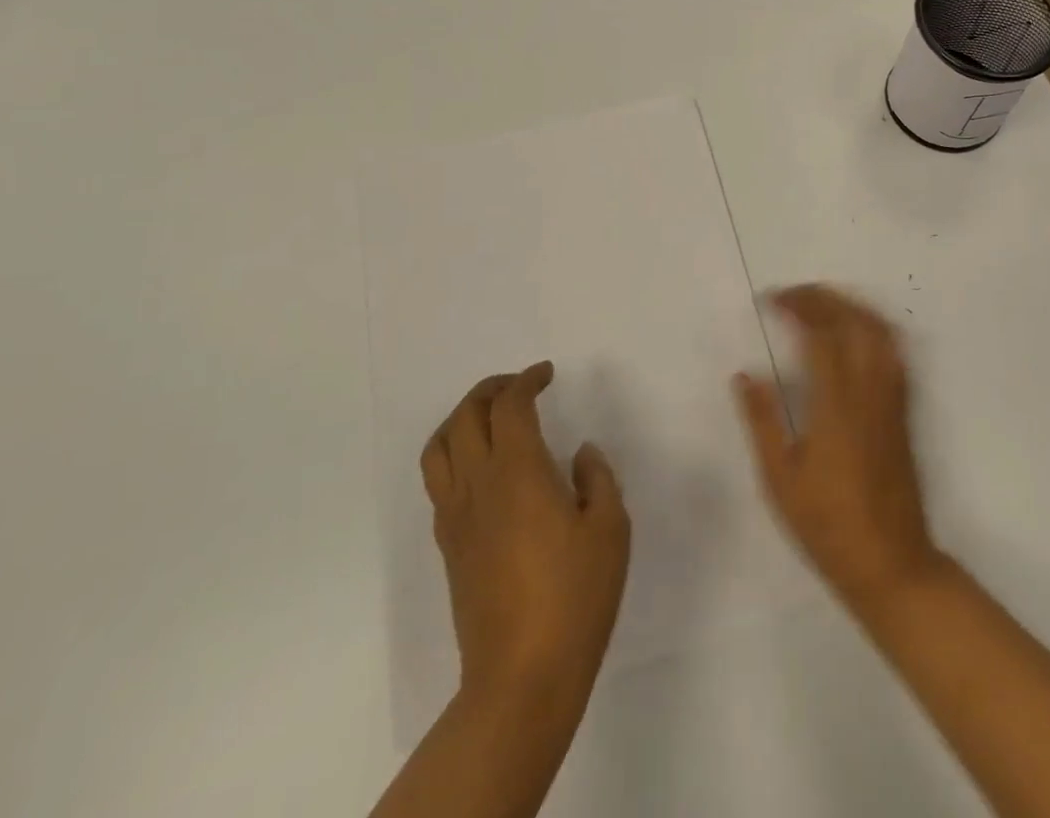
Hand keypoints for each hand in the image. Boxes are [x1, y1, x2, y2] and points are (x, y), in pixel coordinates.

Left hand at [422, 362, 630, 704]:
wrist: (521, 677)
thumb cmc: (575, 596)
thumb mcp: (611, 529)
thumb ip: (598, 479)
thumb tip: (581, 453)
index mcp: (518, 472)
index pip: (509, 406)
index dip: (526, 380)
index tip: (547, 373)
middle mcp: (478, 484)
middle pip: (465, 416)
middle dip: (491, 389)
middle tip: (520, 385)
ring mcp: (456, 516)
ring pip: (439, 446)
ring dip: (462, 418)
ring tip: (490, 416)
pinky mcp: (448, 545)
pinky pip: (438, 481)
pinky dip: (453, 454)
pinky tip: (482, 469)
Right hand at [733, 285, 942, 613]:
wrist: (892, 564)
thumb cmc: (828, 525)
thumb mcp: (780, 479)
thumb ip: (762, 421)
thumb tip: (744, 375)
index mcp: (836, 405)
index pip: (820, 334)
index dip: (796, 307)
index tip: (770, 300)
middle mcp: (869, 391)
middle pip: (854, 321)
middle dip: (822, 298)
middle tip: (792, 296)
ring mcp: (893, 398)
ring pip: (881, 330)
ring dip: (850, 306)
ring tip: (821, 304)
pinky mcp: (904, 409)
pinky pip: (895, 351)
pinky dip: (874, 327)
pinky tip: (855, 332)